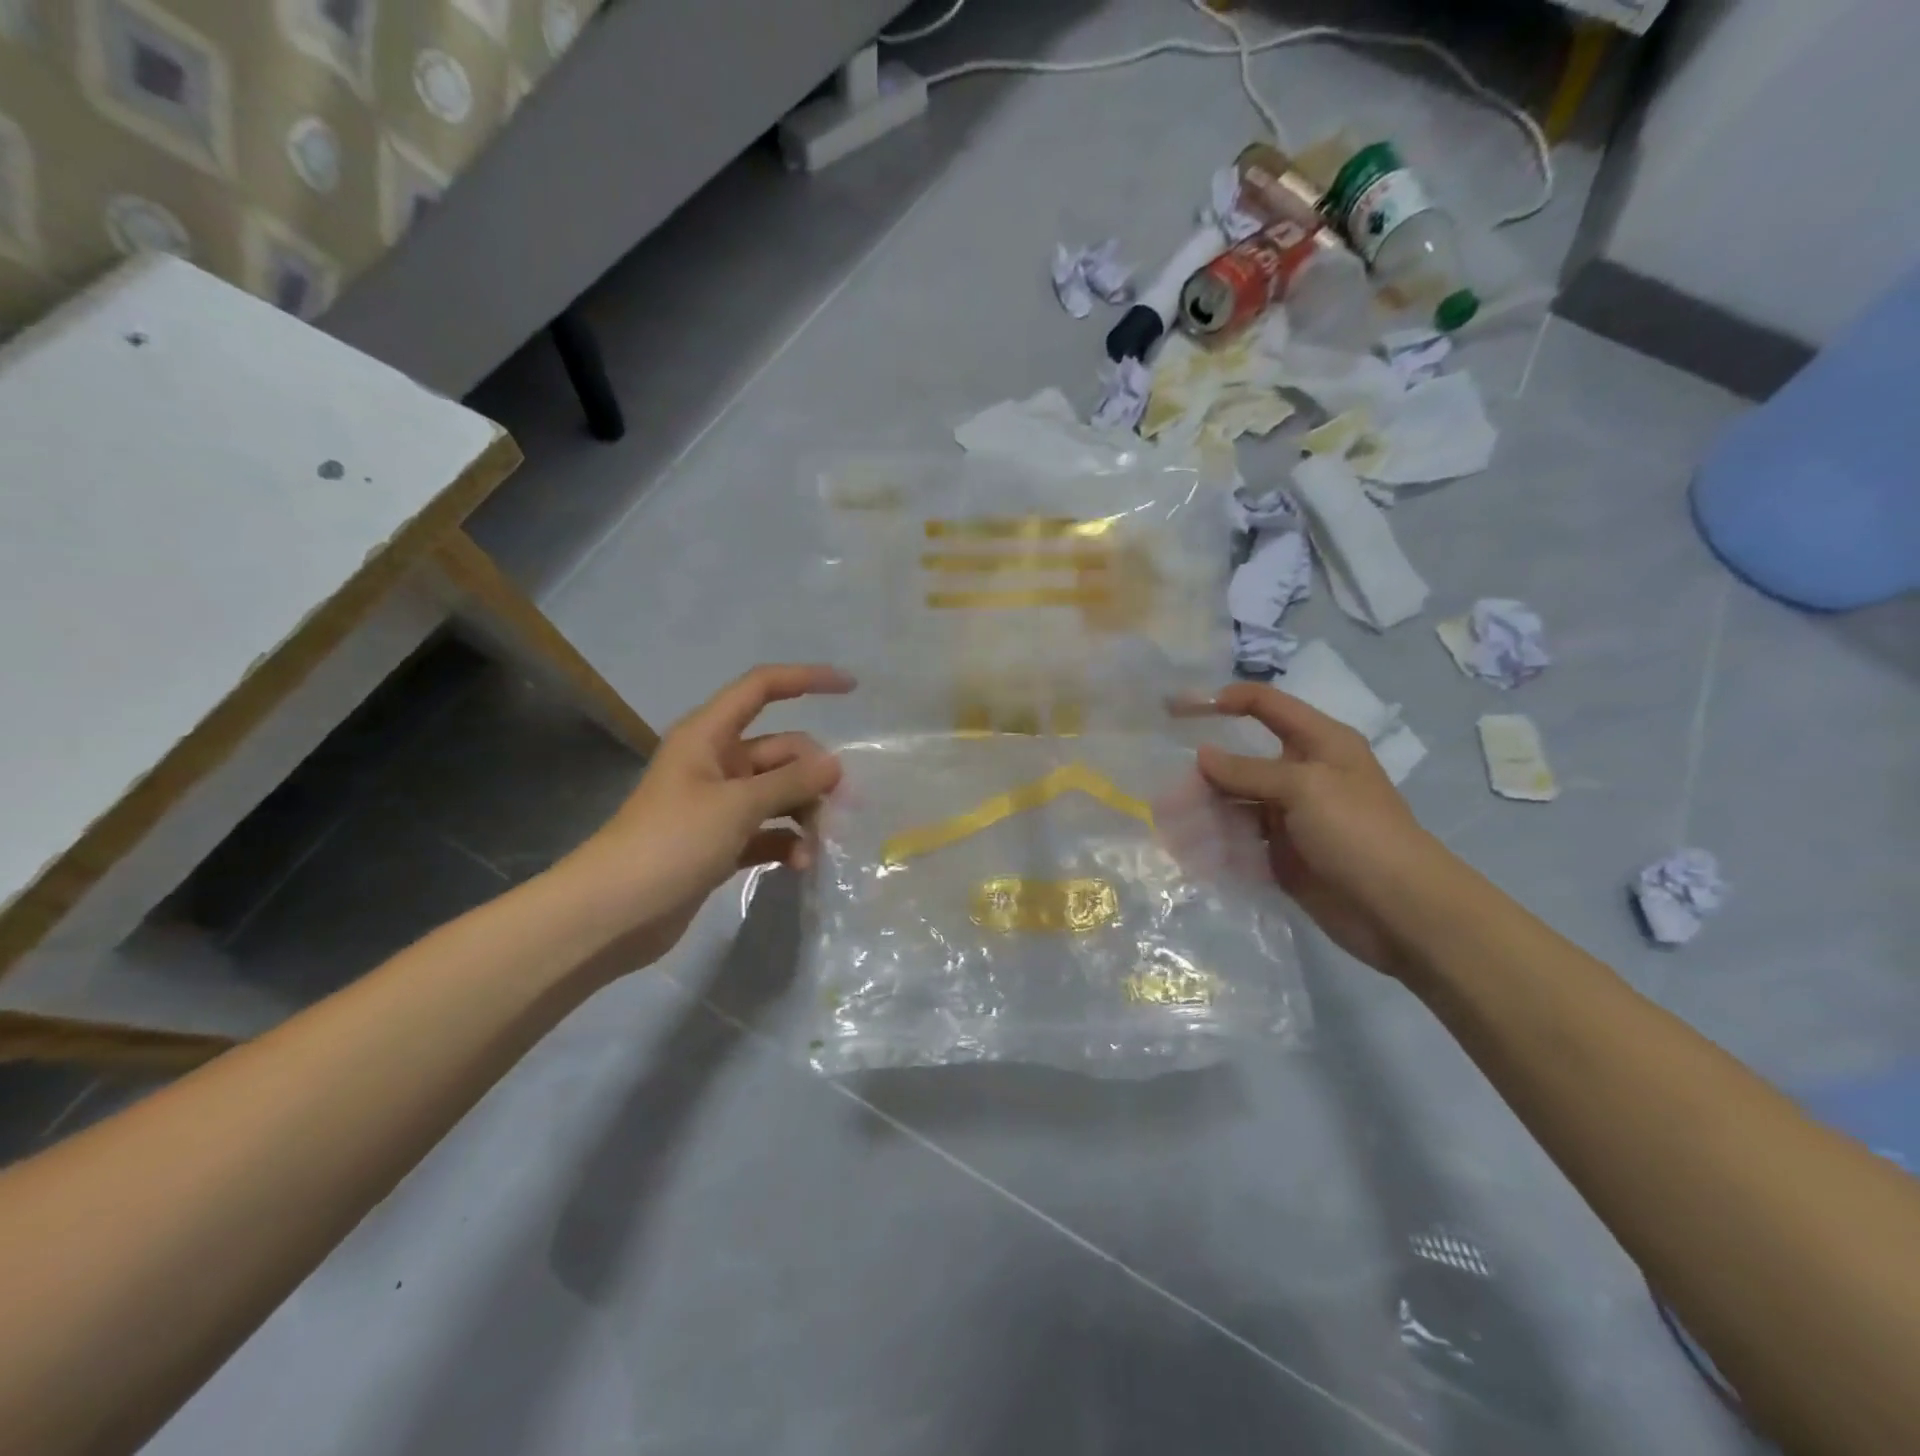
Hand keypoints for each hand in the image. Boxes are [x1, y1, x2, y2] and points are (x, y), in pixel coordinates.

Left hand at [566, 664, 854, 969]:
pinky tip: (802, 864)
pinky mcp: (721, 843)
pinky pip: (767, 831)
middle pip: (781, 751)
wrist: (611, 914)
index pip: (762, 688)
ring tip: (822, 844)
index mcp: (709, 736)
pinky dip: (787, 843)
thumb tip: (835, 765)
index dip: (806, 680)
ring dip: (804, 813)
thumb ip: (791, 782)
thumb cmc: (670, 843)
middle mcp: (716, 763)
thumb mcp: (736, 806)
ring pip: (778, 793)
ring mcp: (718, 805)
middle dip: (814, 773)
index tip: (851, 689)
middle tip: (844, 807)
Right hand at [1195, 684, 1448, 979]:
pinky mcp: (1282, 854)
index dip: (1224, 700)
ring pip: (1235, 803)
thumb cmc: (1358, 832)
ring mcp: (1291, 817)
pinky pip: (1239, 841)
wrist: (1400, 911)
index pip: (1266, 705)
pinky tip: (1189, 852)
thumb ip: (1248, 771)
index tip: (1178, 709)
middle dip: (1203, 772)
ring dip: (1203, 811)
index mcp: (1319, 743)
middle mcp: (1302, 775)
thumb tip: (1202, 755)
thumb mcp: (1304, 788)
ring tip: (1169, 824)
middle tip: (1166, 790)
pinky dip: (1214, 843)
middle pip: (1242, 761)